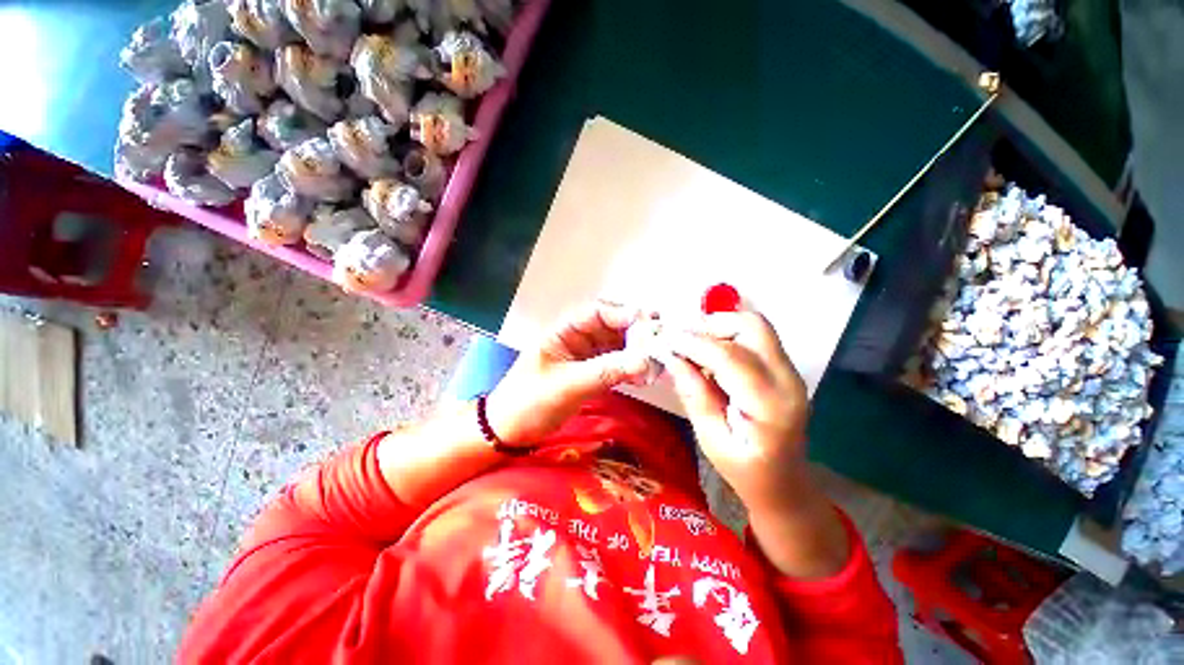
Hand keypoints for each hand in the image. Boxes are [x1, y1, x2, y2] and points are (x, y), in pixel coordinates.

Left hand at [485, 300, 652, 445]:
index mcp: (562, 331)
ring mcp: (585, 357)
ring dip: (636, 351)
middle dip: (636, 332)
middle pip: (611, 327)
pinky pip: (616, 364)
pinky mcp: (591, 374)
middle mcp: (577, 339)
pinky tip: (644, 375)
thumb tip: (644, 361)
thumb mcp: (566, 386)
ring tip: (657, 360)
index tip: (648, 323)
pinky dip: (630, 368)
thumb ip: (605, 371)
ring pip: (617, 346)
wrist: (510, 432)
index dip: (623, 314)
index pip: (596, 312)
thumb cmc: (528, 403)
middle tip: (661, 341)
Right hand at [664, 311, 809, 513]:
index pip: (729, 356)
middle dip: (710, 325)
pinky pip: (754, 336)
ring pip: (753, 325)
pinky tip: (709, 354)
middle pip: (751, 326)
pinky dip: (726, 335)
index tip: (663, 340)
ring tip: (693, 347)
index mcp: (769, 405)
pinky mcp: (783, 367)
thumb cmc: (745, 470)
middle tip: (681, 341)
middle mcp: (787, 379)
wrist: (785, 481)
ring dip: (718, 327)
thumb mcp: (710, 439)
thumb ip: (693, 394)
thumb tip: (671, 356)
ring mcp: (790, 370)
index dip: (692, 342)